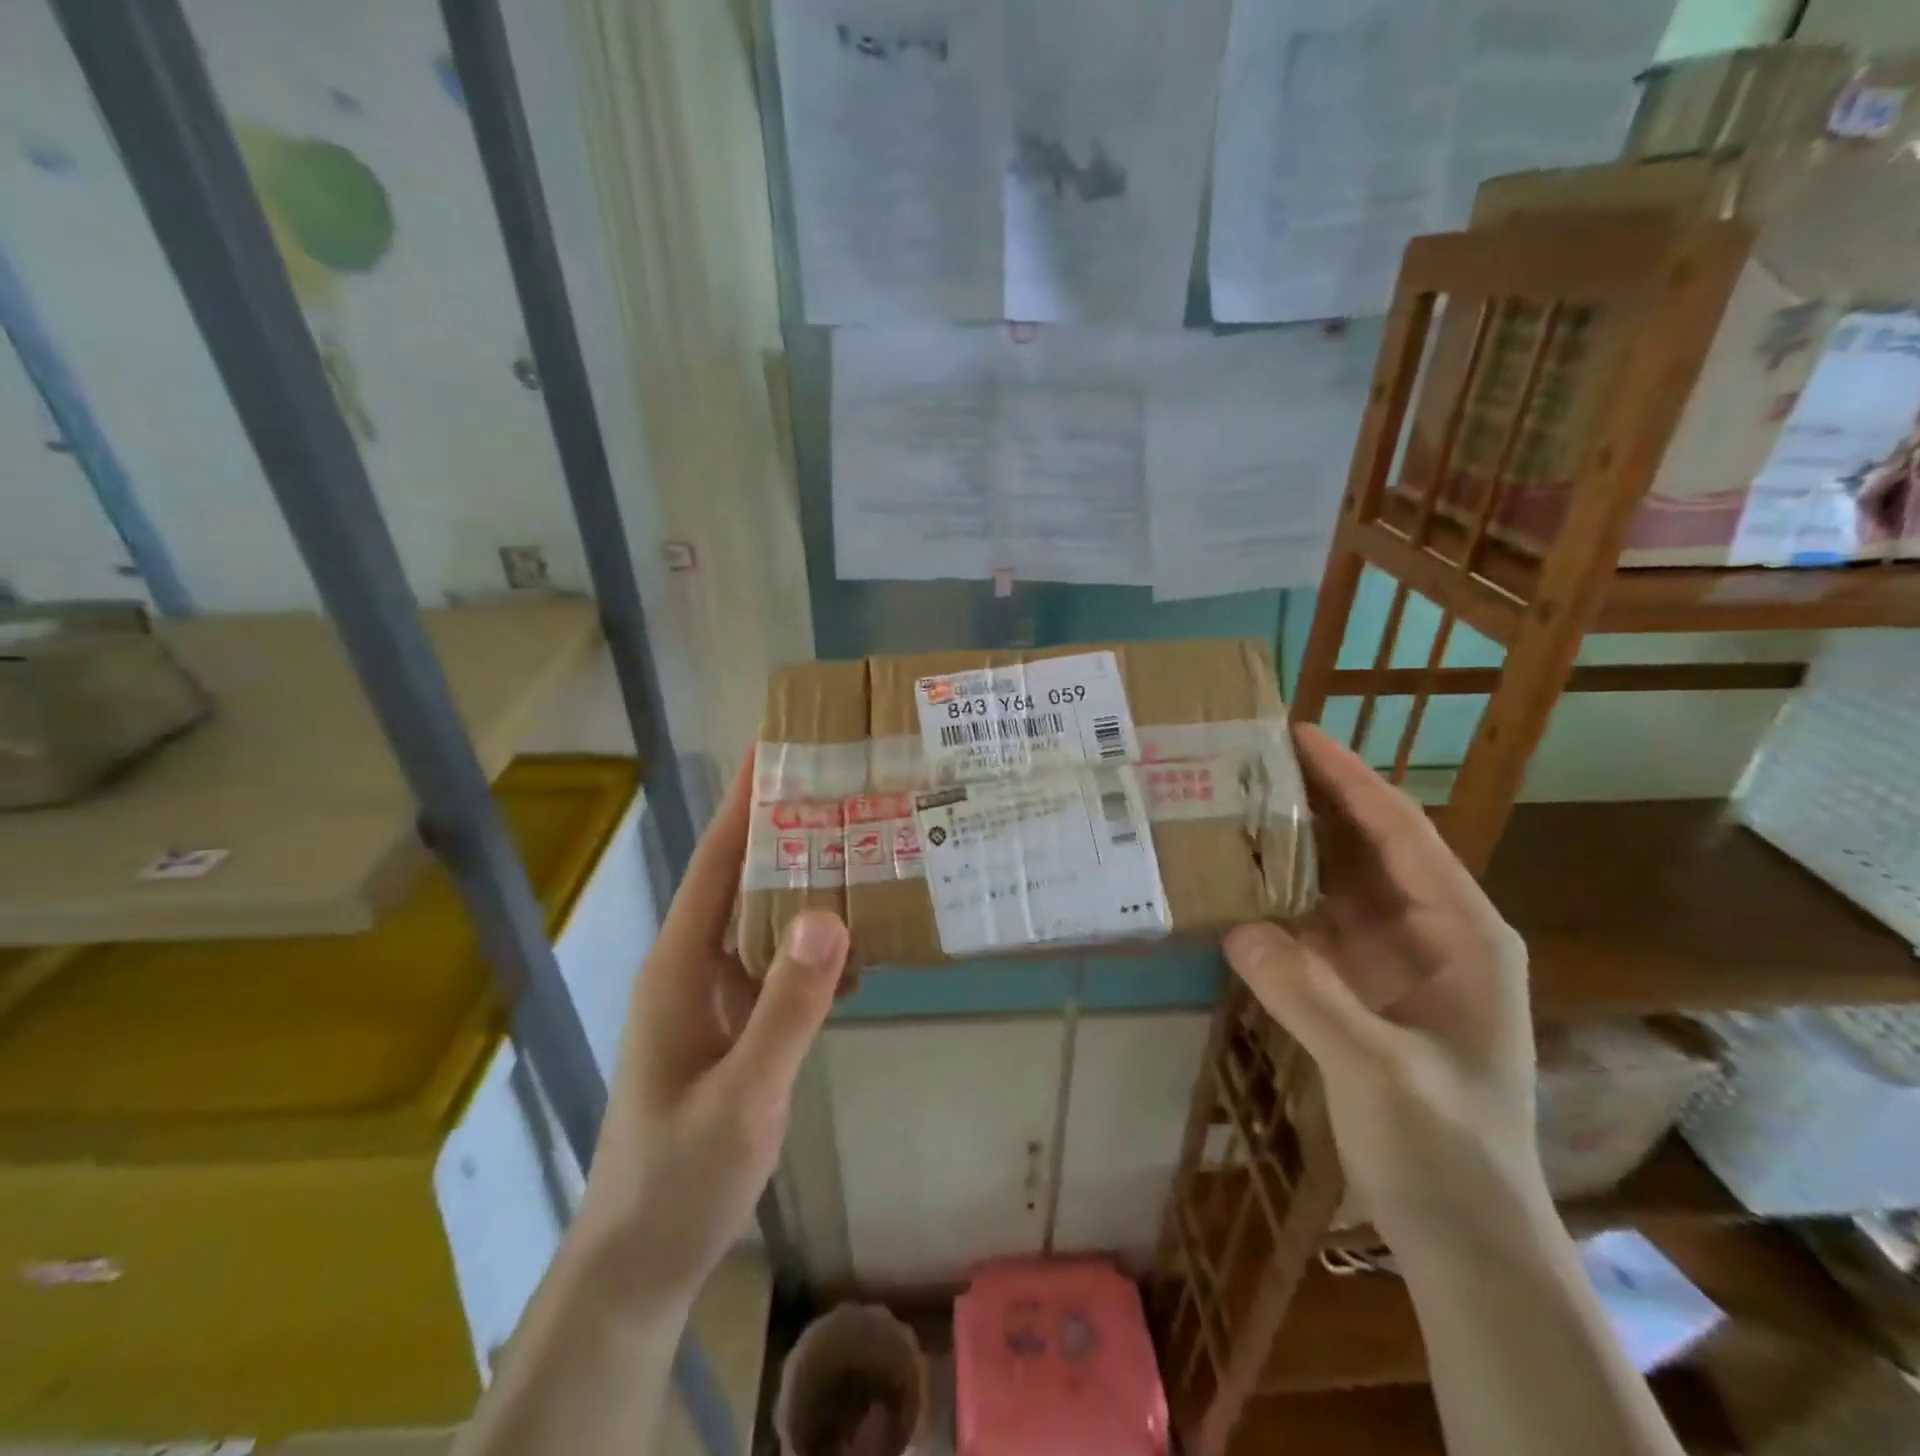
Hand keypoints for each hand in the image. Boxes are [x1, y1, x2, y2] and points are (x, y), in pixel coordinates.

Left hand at [573, 757, 850, 1305]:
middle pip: (744, 880)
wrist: (645, 1258)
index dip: (745, 804)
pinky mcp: (736, 1026)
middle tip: (849, 789)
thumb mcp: (743, 1095)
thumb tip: (831, 914)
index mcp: (680, 965)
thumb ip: (787, 1008)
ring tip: (868, 849)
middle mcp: (694, 966)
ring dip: (810, 886)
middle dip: (789, 831)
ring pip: (767, 921)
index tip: (778, 748)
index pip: (716, 863)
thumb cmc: (681, 1176)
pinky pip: (781, 967)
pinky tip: (864, 944)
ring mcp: (715, 997)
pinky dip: (819, 948)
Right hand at [1223, 725, 1541, 1239]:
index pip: (1402, 833)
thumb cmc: (1446, 1150)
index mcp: (1464, 934)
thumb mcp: (1381, 1071)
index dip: (1352, 779)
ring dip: (1293, 844)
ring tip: (1235, 806)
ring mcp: (1395, 961)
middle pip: (1369, 846)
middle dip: (1316, 799)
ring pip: (1339, 882)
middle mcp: (1432, 933)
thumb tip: (1236, 926)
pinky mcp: (1361, 987)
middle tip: (1249, 761)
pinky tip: (1238, 882)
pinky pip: (1315, 924)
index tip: (1298, 734)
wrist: (1464, 1236)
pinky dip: (1279, 898)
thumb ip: (1311, 996)